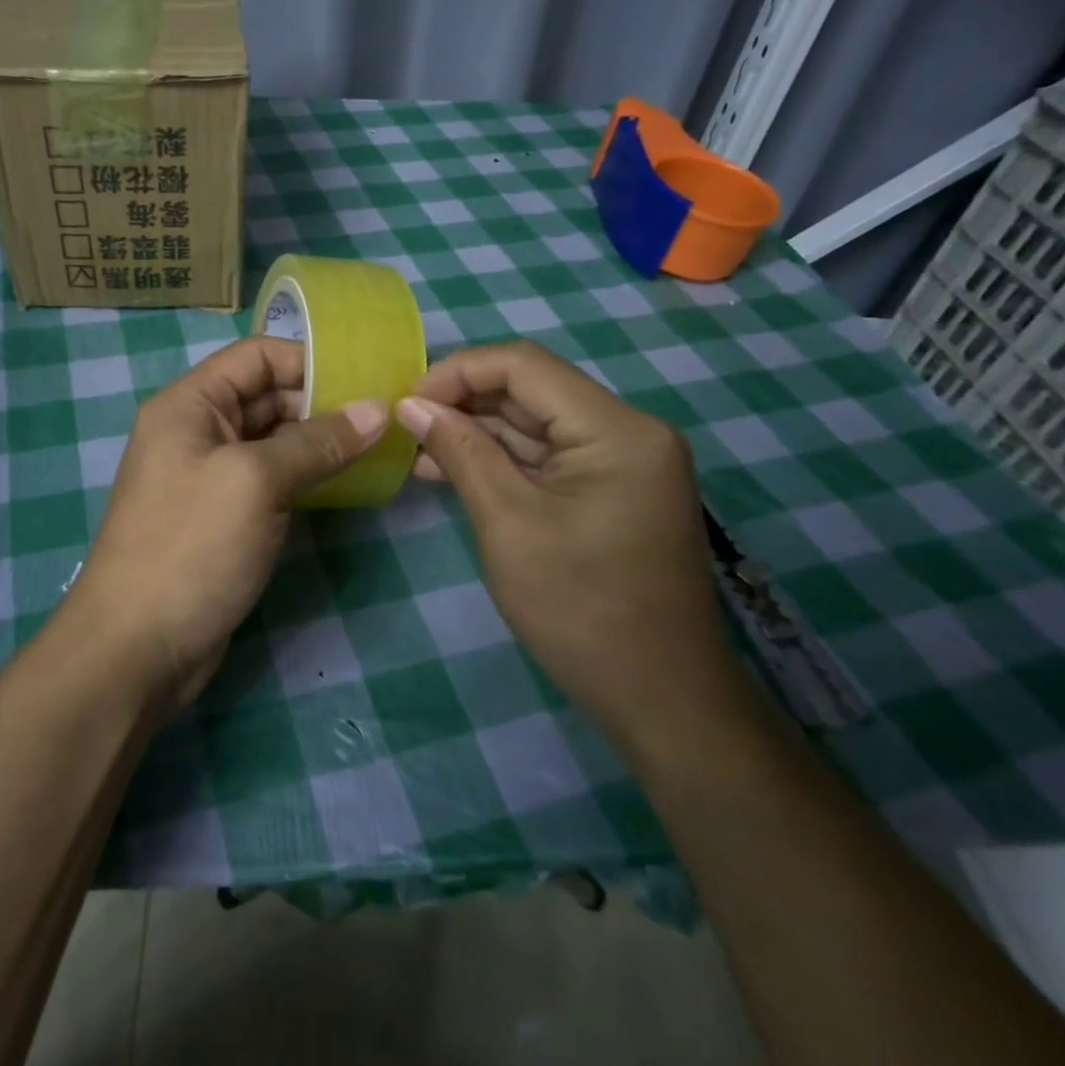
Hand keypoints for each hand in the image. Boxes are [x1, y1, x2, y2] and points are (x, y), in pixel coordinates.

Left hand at [69, 336, 386, 708]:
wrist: (137, 648)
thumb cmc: (191, 546)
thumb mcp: (255, 482)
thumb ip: (317, 442)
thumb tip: (375, 411)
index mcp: (190, 404)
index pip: (255, 356)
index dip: (308, 360)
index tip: (365, 379)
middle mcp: (198, 431)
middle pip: (267, 395)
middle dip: (322, 402)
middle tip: (384, 416)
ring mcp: (211, 476)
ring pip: (275, 440)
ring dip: (321, 442)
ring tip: (379, 447)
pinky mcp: (226, 517)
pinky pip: (273, 480)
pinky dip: (308, 476)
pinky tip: (349, 483)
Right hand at [395, 340, 742, 750]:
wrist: (660, 699)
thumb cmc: (580, 609)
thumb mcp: (506, 522)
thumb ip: (459, 451)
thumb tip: (410, 405)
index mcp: (616, 429)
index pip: (524, 366)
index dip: (458, 372)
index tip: (406, 403)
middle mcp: (628, 430)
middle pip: (530, 391)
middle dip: (463, 403)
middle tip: (404, 427)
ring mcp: (623, 461)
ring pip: (534, 423)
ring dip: (476, 432)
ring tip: (416, 451)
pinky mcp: (612, 488)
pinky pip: (548, 456)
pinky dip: (500, 460)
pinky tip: (450, 469)